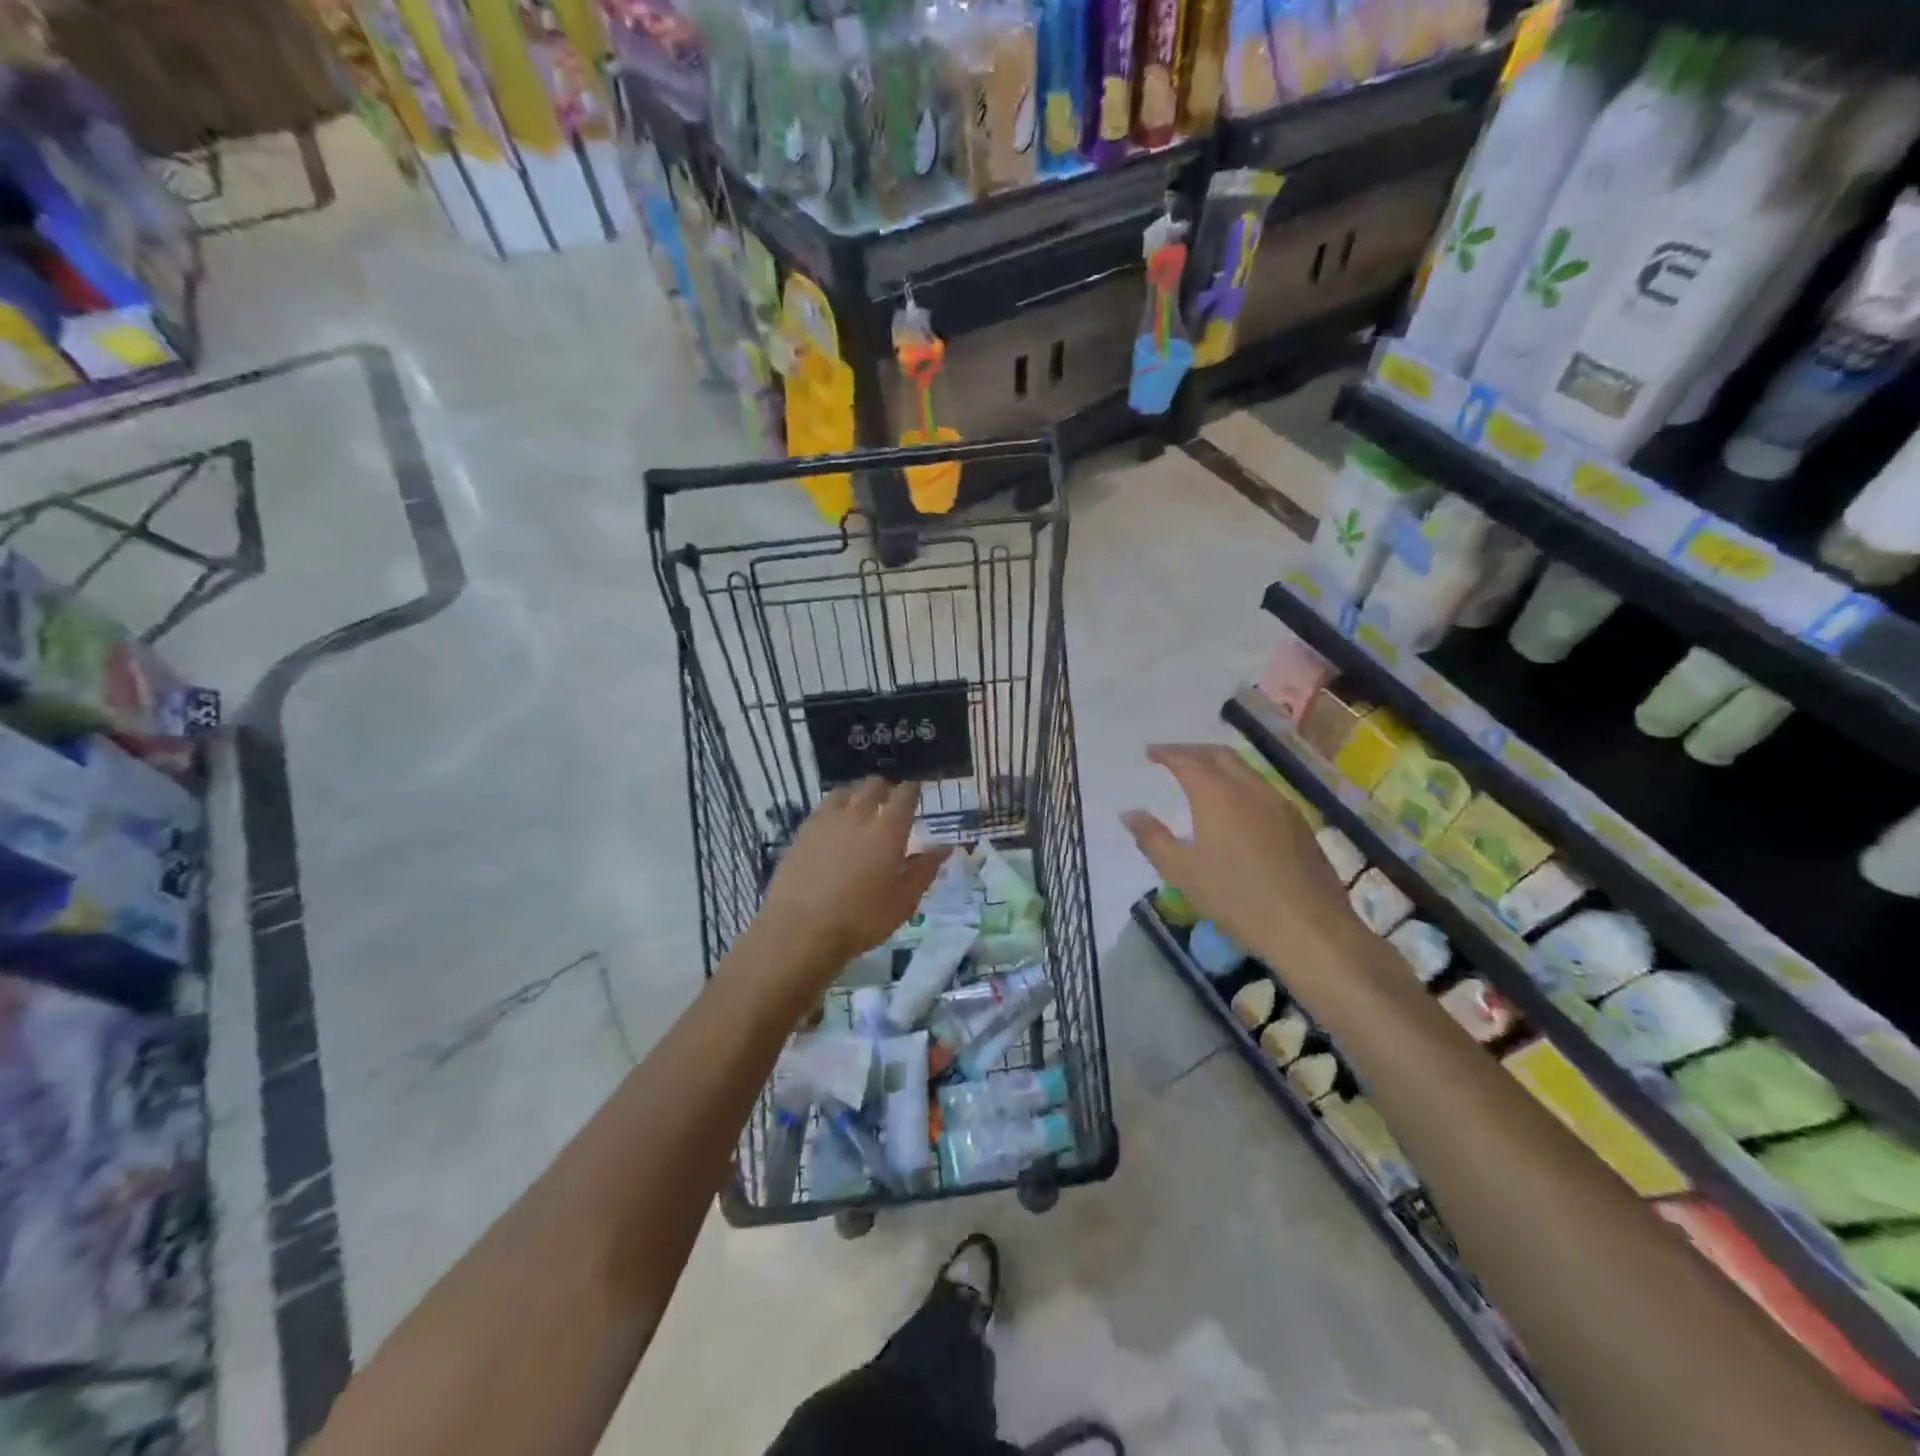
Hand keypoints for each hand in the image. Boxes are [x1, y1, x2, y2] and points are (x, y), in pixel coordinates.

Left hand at [755, 778, 944, 977]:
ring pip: (845, 792)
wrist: (800, 931)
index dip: (913, 789)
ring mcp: (826, 821)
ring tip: (861, 808)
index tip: (917, 791)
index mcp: (888, 829)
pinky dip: (835, 809)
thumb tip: (945, 848)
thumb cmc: (862, 919)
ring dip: (858, 794)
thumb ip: (925, 869)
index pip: (905, 794)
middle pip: (873, 786)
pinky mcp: (803, 832)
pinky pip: (823, 808)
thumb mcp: (904, 901)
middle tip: (891, 800)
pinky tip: (835, 825)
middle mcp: (858, 815)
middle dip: (885, 788)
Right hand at [1124, 744, 1360, 975]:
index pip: (1187, 760)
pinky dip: (1240, 783)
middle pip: (1219, 755)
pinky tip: (1235, 806)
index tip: (1150, 753)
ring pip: (1245, 769)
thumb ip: (1153, 838)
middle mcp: (1250, 788)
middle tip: (1173, 757)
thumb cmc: (1236, 897)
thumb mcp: (1182, 872)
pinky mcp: (1299, 822)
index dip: (1167, 753)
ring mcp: (1280, 803)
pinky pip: (1262, 788)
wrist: (1308, 926)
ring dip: (1219, 765)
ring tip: (1201, 777)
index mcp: (1217, 794)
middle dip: (1193, 751)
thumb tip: (1129, 814)